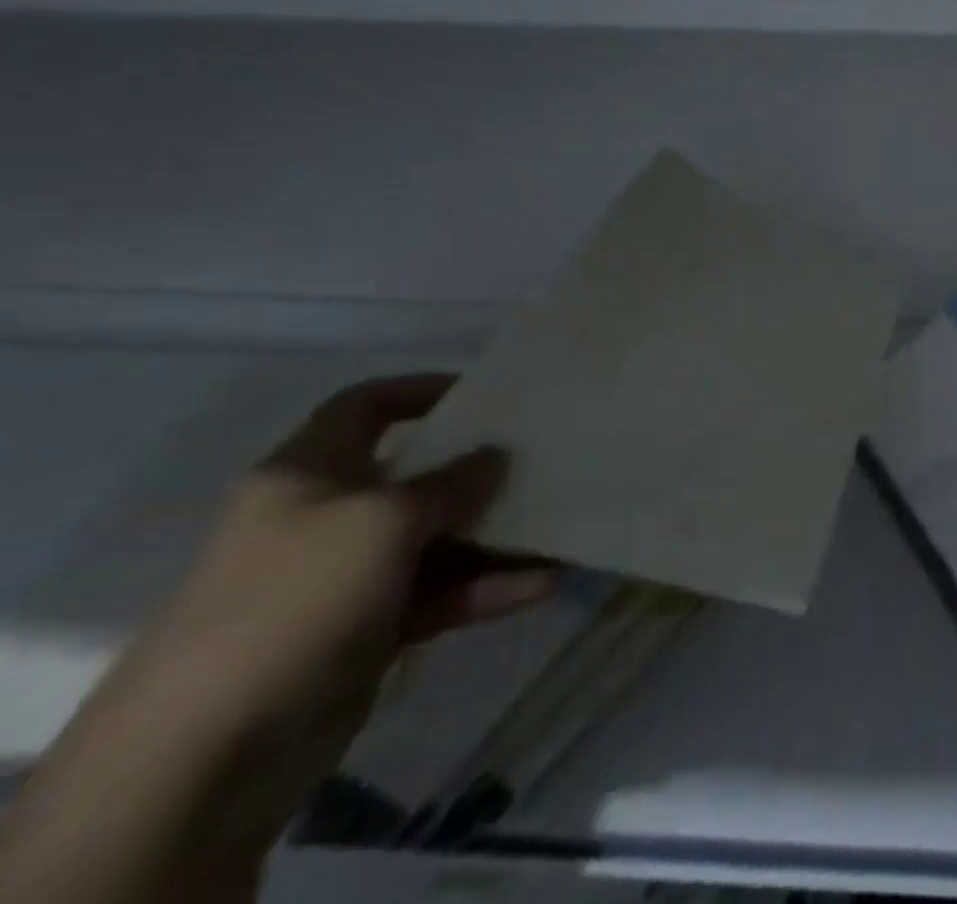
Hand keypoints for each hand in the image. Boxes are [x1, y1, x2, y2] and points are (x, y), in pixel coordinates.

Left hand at [103, 374, 556, 849]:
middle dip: (478, 469)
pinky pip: (439, 595)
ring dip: (497, 537)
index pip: (363, 406)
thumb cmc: (296, 599)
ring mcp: (345, 579)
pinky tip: (539, 586)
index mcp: (308, 475)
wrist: (202, 760)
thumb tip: (496, 455)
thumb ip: (451, 482)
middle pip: (415, 475)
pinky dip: (486, 589)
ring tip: (559, 529)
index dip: (420, 390)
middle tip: (542, 459)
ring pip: (436, 540)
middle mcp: (326, 518)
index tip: (485, 392)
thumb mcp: (385, 521)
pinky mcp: (366, 632)